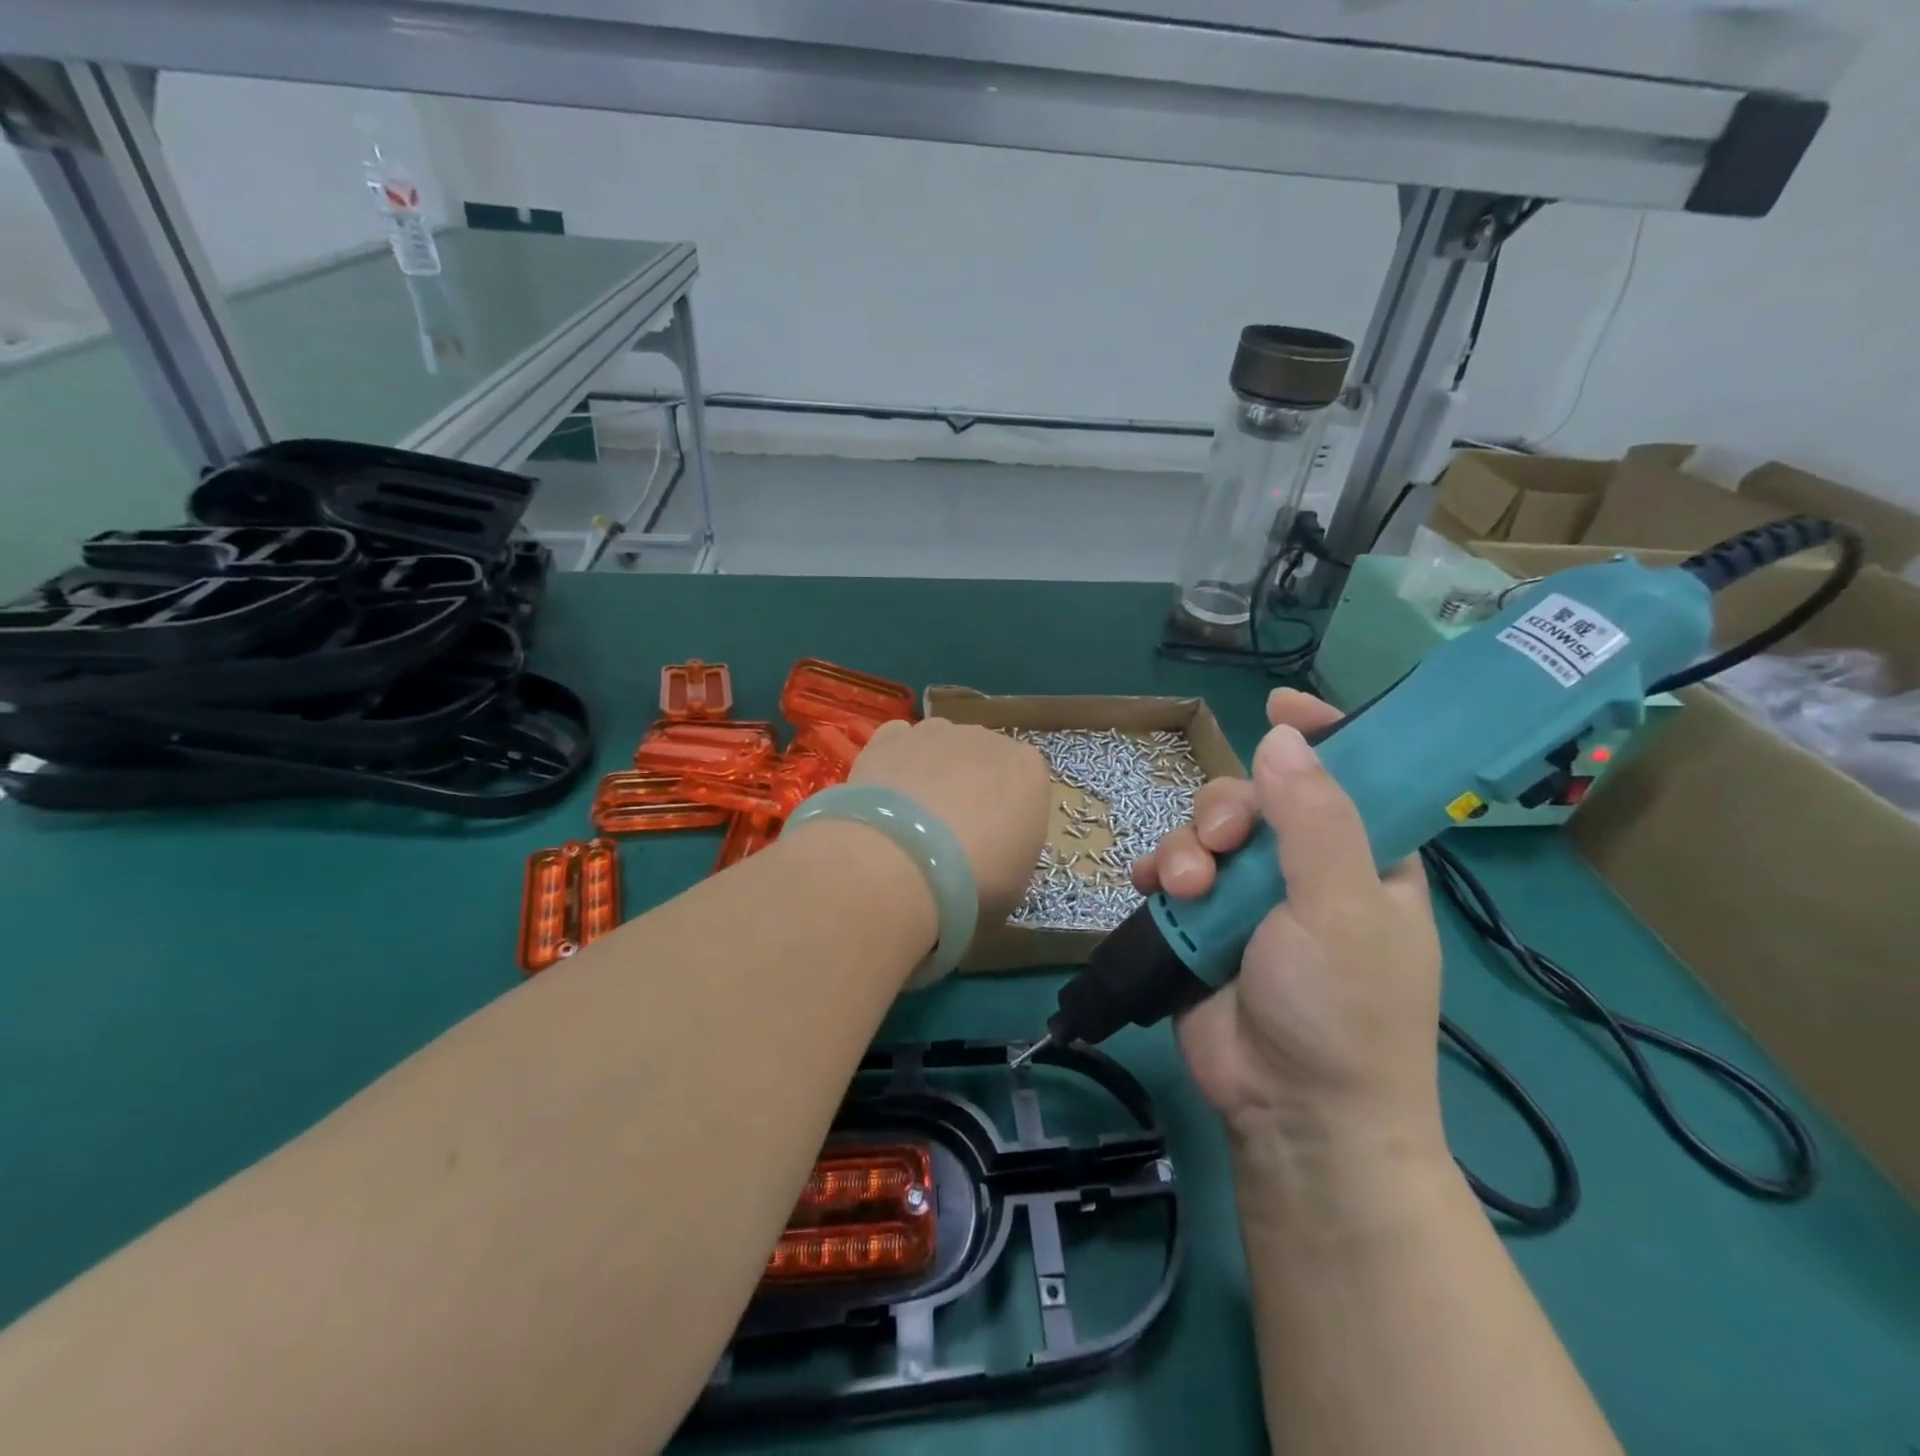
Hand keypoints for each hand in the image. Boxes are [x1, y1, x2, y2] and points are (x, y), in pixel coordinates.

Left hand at [851, 718, 1049, 925]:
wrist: (902, 861)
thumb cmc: (976, 879)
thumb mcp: (1016, 882)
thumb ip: (1012, 851)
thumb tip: (995, 853)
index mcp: (1029, 769)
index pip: (1026, 784)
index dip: (1008, 814)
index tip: (993, 844)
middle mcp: (987, 738)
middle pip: (983, 760)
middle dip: (971, 789)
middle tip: (949, 836)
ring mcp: (936, 732)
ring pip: (941, 747)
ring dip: (932, 773)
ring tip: (911, 820)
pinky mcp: (889, 737)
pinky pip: (899, 743)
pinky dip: (896, 762)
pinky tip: (886, 795)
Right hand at [1130, 690, 1443, 1148]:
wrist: (1292, 1114)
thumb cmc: (1343, 1011)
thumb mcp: (1343, 910)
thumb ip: (1316, 820)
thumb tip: (1283, 734)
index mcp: (1364, 858)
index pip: (1351, 774)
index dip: (1320, 733)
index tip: (1280, 704)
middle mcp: (1305, 868)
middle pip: (1256, 797)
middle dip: (1226, 810)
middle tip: (1220, 847)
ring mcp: (1249, 898)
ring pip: (1205, 833)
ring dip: (1185, 848)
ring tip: (1184, 890)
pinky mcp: (1201, 924)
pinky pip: (1170, 873)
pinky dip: (1155, 871)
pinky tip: (1147, 885)